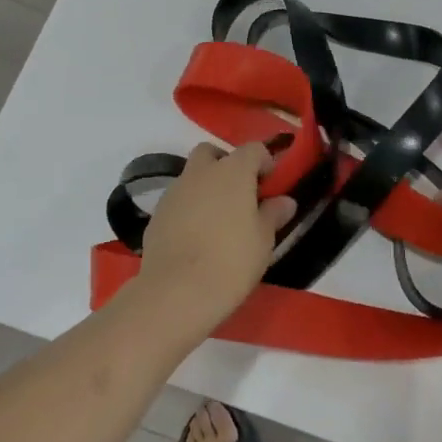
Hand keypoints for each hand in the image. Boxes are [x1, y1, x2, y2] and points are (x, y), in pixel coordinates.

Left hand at [135, 143, 295, 339]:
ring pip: (192, 175)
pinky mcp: (156, 213)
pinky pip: (178, 200)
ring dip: (206, 187)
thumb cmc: (231, 261)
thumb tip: (284, 201)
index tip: (271, 185)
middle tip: (240, 195)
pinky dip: (189, 208)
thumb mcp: (264, 240)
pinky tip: (196, 237)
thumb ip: (273, 214)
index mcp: (233, 170)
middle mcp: (202, 172)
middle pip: (213, 153)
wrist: (176, 292)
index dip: (265, 162)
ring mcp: (175, 191)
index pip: (253, 149)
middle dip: (226, 165)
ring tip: (218, 220)